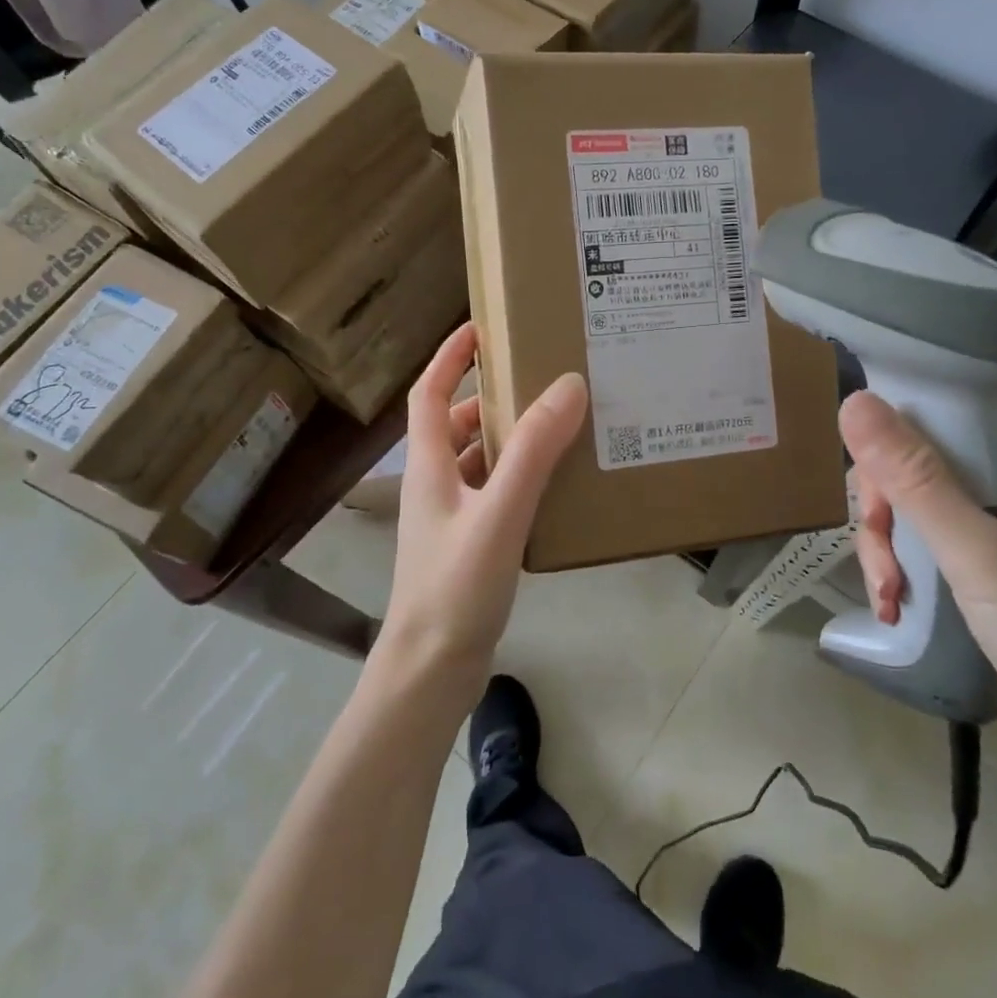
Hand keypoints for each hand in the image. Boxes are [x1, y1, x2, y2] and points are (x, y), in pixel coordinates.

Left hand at [380, 324, 587, 687]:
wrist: (432, 670)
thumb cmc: (456, 586)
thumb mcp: (499, 512)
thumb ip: (534, 451)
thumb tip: (567, 386)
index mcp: (429, 465)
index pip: (429, 393)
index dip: (449, 357)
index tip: (479, 327)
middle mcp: (434, 485)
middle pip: (455, 424)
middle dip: (490, 397)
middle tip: (537, 378)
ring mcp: (449, 518)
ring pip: (476, 461)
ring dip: (507, 439)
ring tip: (554, 425)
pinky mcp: (467, 546)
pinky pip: (492, 494)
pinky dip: (516, 478)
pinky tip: (551, 487)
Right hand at [840, 394, 996, 825]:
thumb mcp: (983, 556)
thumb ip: (915, 479)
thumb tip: (854, 401)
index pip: (962, 410)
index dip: (905, 428)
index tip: (868, 470)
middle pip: (933, 463)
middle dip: (890, 504)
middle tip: (878, 546)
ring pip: (925, 511)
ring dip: (891, 547)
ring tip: (888, 594)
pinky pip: (936, 553)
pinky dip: (907, 575)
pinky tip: (895, 608)